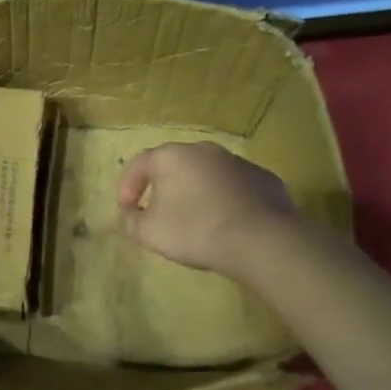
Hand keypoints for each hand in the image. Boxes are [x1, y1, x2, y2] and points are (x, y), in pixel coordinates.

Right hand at [118, 142, 300, 275]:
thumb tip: (129, 213)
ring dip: (196, 191)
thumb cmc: (195, 231)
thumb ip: (130, 221)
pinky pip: (234, 186)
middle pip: (175, 165)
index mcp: (171, 156)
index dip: (128, 187)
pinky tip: (227, 222)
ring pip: (207, 174)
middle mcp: (204, 150)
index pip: (140, 163)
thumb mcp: (149, 233)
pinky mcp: (264, 178)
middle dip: (163, 186)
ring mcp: (237, 161)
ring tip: (195, 219)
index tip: (127, 210)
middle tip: (159, 212)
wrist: (261, 239)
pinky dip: (225, 199)